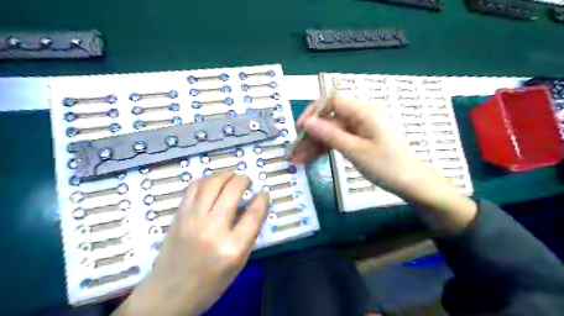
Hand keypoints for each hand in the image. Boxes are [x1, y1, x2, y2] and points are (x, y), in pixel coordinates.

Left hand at [114, 173, 268, 315]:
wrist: (169, 294)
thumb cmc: (210, 283)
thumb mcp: (238, 263)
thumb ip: (249, 233)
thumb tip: (255, 206)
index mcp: (233, 247)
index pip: (254, 213)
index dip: (262, 198)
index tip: (264, 193)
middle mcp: (213, 229)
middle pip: (233, 190)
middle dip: (244, 179)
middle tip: (247, 181)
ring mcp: (193, 219)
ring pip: (212, 183)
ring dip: (226, 174)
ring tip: (232, 175)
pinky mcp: (179, 215)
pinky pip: (194, 187)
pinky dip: (206, 179)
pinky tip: (212, 182)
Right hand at [290, 98, 474, 233]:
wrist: (411, 184)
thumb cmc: (387, 166)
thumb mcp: (355, 151)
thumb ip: (330, 135)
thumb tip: (307, 122)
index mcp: (363, 113)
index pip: (332, 101)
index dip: (314, 112)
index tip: (300, 128)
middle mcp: (360, 117)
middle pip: (329, 120)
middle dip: (311, 135)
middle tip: (294, 152)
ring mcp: (359, 130)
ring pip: (331, 132)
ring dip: (315, 145)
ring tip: (298, 160)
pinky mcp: (359, 141)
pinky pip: (338, 141)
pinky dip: (325, 149)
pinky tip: (311, 159)